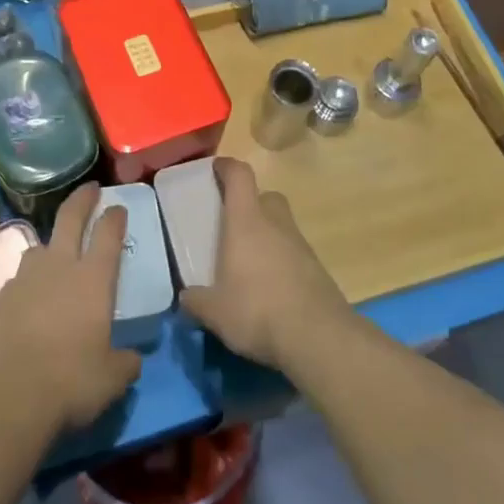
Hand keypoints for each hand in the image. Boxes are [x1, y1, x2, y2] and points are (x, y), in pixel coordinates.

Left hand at [0, 184, 140, 433]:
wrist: (8, 397)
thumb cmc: (71, 382)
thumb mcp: (112, 378)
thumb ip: (125, 362)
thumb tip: (132, 358)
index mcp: (93, 280)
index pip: (108, 235)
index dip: (114, 217)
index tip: (118, 206)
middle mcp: (58, 268)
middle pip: (70, 220)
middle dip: (82, 200)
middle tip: (90, 188)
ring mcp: (23, 281)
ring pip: (37, 249)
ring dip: (49, 247)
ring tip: (54, 257)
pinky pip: (16, 284)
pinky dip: (26, 288)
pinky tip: (27, 307)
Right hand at [179, 158, 354, 371]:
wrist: (318, 337)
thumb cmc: (257, 311)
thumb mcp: (214, 312)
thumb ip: (195, 301)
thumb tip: (186, 297)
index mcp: (247, 222)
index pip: (240, 176)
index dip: (227, 167)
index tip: (215, 168)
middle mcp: (276, 224)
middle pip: (266, 196)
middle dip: (250, 202)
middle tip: (233, 223)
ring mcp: (301, 245)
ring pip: (282, 225)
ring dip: (267, 234)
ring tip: (249, 261)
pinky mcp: (317, 269)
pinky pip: (294, 252)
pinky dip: (281, 260)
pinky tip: (270, 287)